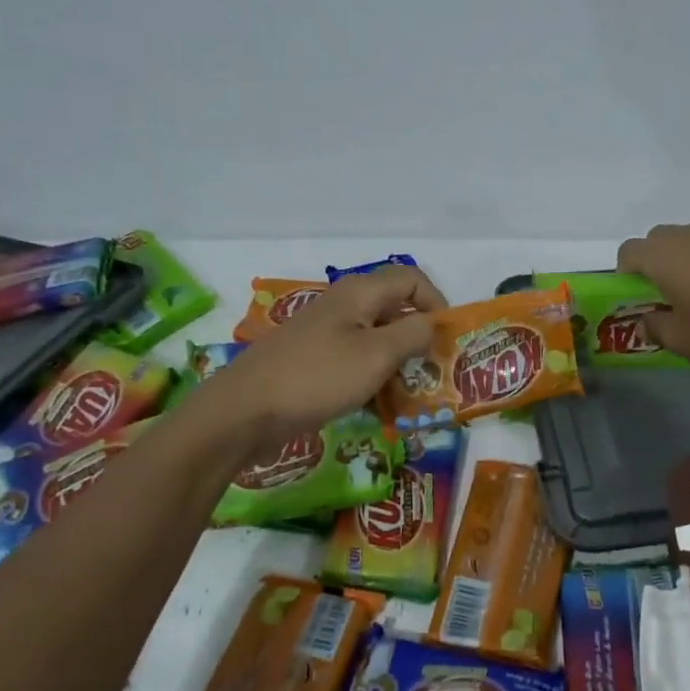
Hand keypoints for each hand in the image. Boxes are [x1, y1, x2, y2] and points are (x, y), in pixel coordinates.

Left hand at [201, 266, 446, 445]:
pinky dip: (373, 379)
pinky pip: (355, 361)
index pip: (412, 279)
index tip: (446, 341)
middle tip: (433, 373)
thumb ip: (413, 334)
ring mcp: (326, 333)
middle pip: (395, 310)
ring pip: (376, 339)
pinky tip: (378, 409)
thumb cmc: (317, 377)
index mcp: (360, 292)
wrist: (243, 412)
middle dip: (419, 339)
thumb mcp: (377, 355)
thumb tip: (432, 323)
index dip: (436, 303)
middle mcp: (344, 305)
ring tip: (410, 397)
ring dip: (398, 364)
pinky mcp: (314, 361)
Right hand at [615, 223, 689, 368]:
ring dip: (687, 261)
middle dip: (654, 263)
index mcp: (662, 257)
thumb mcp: (684, 341)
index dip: (625, 272)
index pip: (627, 251)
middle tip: (666, 294)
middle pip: (657, 240)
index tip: (637, 296)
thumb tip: (645, 323)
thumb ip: (656, 330)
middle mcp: (686, 237)